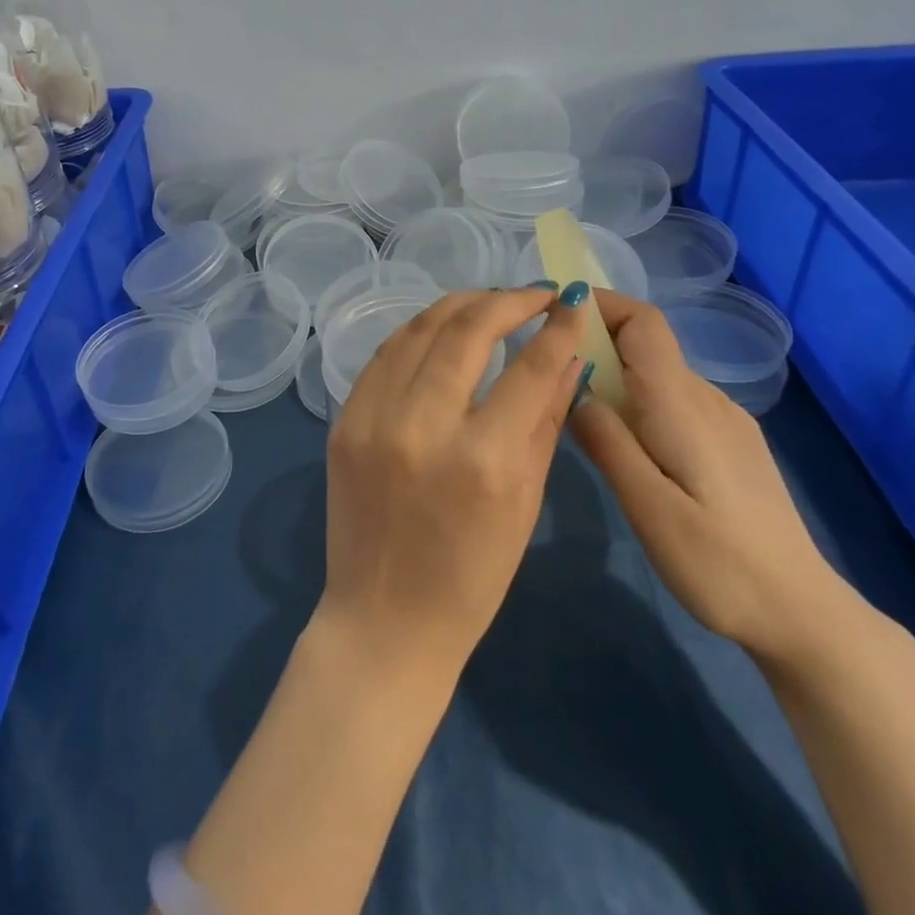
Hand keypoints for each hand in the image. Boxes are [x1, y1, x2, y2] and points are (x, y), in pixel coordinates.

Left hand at [320, 284, 590, 677]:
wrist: (384, 620)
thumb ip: (546, 420)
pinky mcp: (344, 420)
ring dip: (460, 305)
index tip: (571, 302)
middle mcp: (423, 426)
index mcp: (484, 460)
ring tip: (491, 301)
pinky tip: (441, 328)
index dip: (557, 326)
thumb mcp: (525, 502)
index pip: (529, 366)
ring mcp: (373, 419)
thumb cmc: (472, 578)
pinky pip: (385, 355)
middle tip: (533, 294)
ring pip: (419, 330)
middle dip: (507, 300)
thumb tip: (569, 357)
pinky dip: (417, 332)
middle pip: (467, 330)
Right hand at [566, 290, 855, 666]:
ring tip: (580, 414)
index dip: (601, 304)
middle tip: (551, 376)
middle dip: (596, 343)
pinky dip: (639, 401)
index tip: (557, 315)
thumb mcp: (648, 508)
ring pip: (658, 374)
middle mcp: (706, 399)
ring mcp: (725, 420)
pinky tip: (628, 446)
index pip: (643, 322)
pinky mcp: (732, 443)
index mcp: (681, 405)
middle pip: (646, 344)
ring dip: (616, 376)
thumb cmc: (719, 564)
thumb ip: (608, 443)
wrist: (803, 614)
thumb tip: (575, 389)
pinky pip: (675, 400)